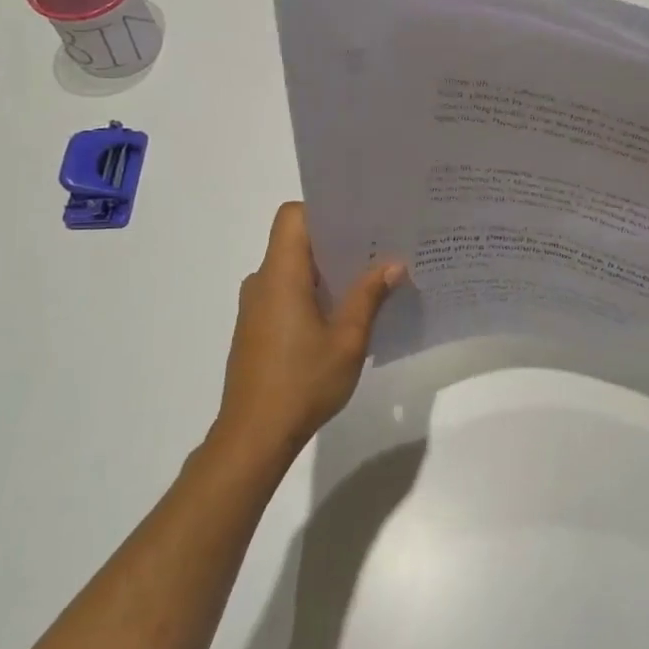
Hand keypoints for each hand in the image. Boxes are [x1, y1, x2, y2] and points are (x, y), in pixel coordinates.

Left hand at [215, 203, 403, 458]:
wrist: (254, 437)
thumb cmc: (302, 383)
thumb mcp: (348, 339)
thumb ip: (369, 296)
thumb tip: (394, 263)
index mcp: (280, 276)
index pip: (292, 217)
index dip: (324, 211)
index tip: (360, 221)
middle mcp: (262, 283)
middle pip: (296, 241)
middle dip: (337, 241)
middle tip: (381, 247)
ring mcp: (256, 307)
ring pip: (294, 269)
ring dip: (328, 270)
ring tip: (370, 280)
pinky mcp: (257, 328)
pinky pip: (288, 293)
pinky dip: (315, 293)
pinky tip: (345, 315)